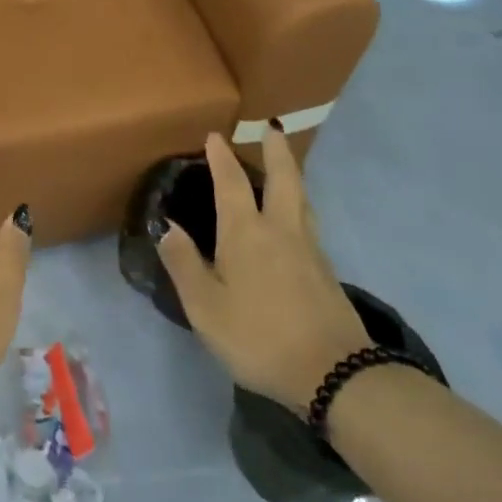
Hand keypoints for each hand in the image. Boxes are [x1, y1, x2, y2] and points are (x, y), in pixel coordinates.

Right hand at [157, 129, 369, 413]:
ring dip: (292, 174)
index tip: (216, 136)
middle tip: (272, 128)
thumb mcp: (206, 307)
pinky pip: (309, 222)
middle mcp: (281, 230)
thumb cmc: (258, 336)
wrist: (334, 373)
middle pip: (283, 178)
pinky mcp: (327, 271)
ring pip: (301, 199)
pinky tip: (297, 219)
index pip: (232, 184)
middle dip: (276, 150)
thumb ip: (184, 264)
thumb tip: (167, 225)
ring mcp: (310, 249)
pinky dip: (300, 204)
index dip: (222, 159)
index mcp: (246, 233)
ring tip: (285, 165)